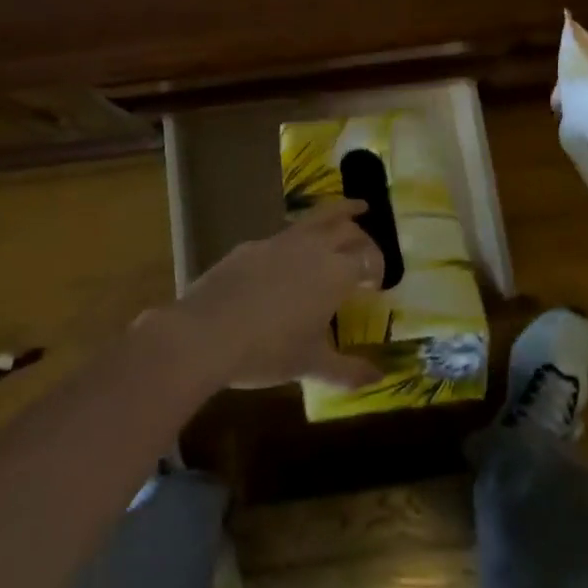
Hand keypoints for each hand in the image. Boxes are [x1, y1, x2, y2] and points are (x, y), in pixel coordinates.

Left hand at [154, 199, 383, 392]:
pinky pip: (285, 234)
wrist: (208, 332)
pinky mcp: (251, 245)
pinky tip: (291, 255)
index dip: (377, 267)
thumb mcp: (311, 365)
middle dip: (362, 235)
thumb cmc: (269, 351)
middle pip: (346, 228)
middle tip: (367, 246)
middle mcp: (313, 248)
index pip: (368, 258)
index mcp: (336, 273)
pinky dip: (300, 237)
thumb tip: (380, 378)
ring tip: (351, 210)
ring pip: (316, 218)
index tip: (377, 283)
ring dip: (337, 214)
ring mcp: (279, 241)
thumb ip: (348, 370)